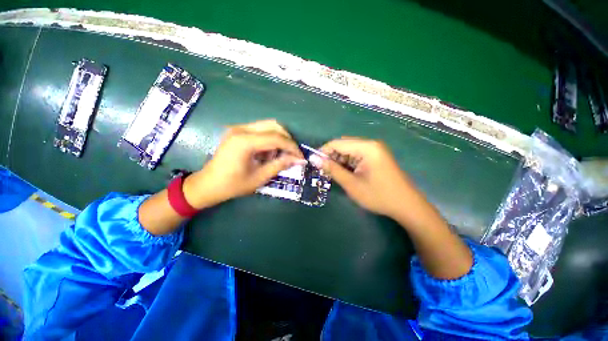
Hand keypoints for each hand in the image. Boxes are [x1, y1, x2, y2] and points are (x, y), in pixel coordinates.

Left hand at [183, 120, 304, 208]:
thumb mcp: (260, 178)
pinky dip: (269, 140)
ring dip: (278, 140)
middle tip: (292, 154)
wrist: (208, 184)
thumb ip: (280, 165)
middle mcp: (241, 129)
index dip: (292, 147)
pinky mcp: (237, 131)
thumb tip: (298, 159)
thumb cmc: (233, 185)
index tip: (300, 157)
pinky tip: (266, 154)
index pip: (276, 138)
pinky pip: (260, 130)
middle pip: (274, 125)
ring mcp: (238, 128)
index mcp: (245, 142)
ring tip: (277, 156)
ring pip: (268, 126)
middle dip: (287, 140)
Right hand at [318, 137, 420, 219]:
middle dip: (332, 157)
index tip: (313, 162)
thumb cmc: (378, 195)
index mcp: (366, 147)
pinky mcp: (376, 157)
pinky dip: (348, 164)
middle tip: (323, 171)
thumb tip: (314, 159)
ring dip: (339, 161)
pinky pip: (357, 156)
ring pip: (349, 151)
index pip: (338, 143)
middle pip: (344, 145)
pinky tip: (345, 174)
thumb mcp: (351, 183)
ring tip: (333, 174)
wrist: (406, 206)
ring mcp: (375, 151)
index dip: (323, 151)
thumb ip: (332, 169)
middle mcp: (371, 144)